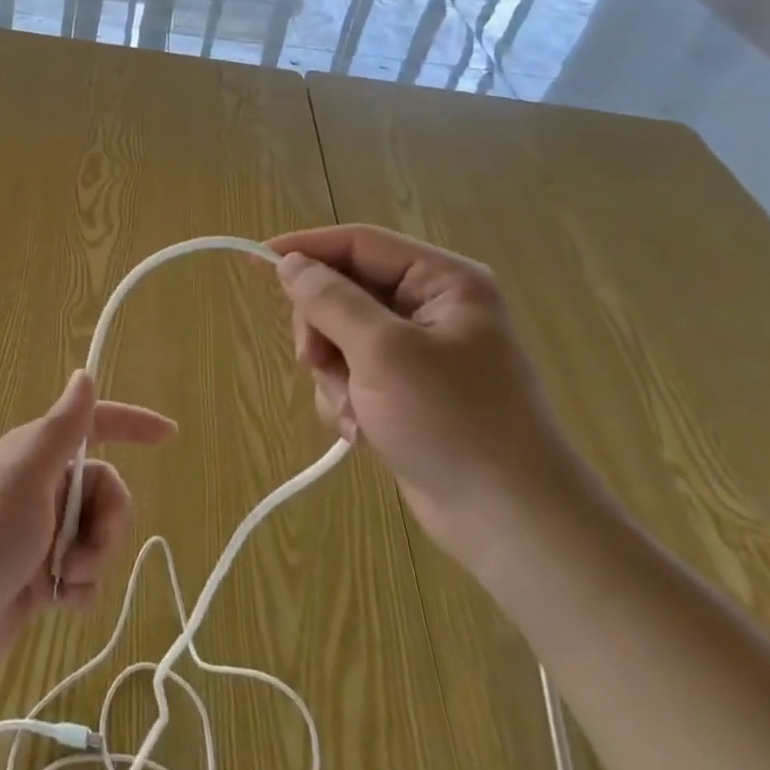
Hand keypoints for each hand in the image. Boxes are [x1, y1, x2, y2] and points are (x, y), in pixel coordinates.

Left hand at [0, 371, 175, 693]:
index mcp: (33, 454)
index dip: (131, 425)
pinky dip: (80, 590)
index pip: (91, 426)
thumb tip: (85, 374)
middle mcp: (39, 487)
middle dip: (108, 526)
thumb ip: (61, 431)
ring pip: (98, 536)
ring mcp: (39, 533)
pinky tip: (59, 606)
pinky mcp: (38, 576)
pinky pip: (83, 574)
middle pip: (104, 492)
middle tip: (85, 554)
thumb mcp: (24, 480)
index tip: (169, 435)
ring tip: (64, 583)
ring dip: (93, 562)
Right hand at [267, 224, 599, 566]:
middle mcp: (432, 307)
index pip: (359, 244)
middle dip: (322, 329)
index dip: (306, 248)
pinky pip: (353, 373)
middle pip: (344, 290)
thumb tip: (288, 263)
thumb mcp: (382, 351)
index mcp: (443, 282)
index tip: (257, 261)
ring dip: (333, 372)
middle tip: (315, 361)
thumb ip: (330, 300)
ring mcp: (420, 351)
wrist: (512, 525)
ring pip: (341, 335)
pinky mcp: (408, 390)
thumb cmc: (452, 422)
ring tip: (352, 409)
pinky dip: (346, 398)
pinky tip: (362, 430)